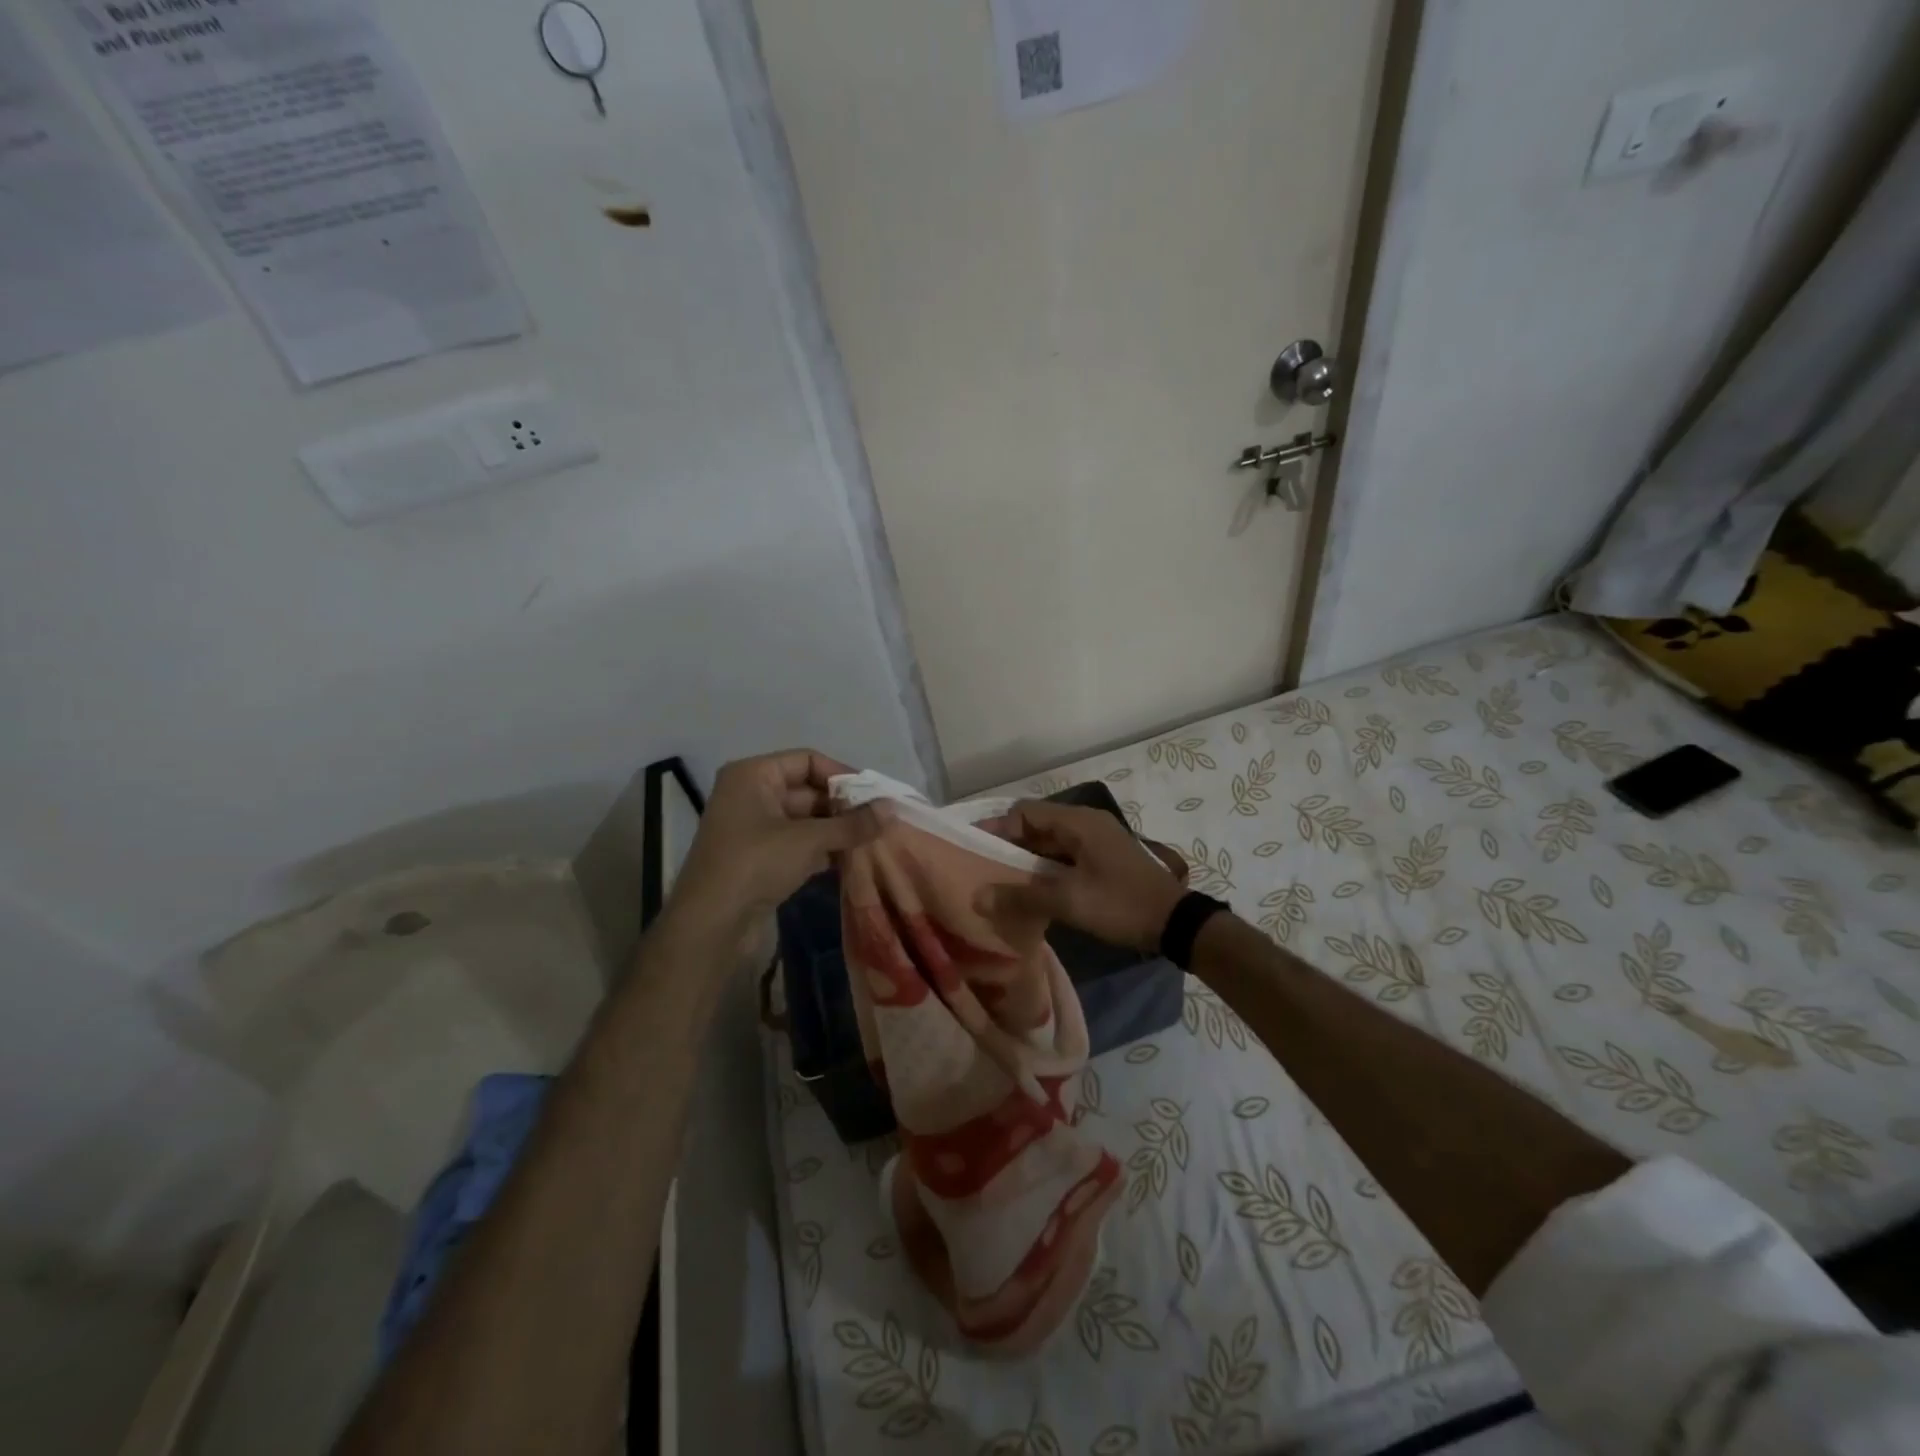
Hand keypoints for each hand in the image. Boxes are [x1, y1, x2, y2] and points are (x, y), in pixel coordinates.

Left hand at [668, 749, 888, 936]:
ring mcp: (755, 829)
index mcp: (753, 775)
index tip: (874, 795)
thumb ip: (852, 824)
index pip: (807, 760)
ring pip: (807, 820)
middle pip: (808, 790)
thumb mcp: (808, 840)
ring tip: (875, 840)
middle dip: (844, 806)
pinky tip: (854, 861)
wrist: (710, 926)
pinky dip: (825, 850)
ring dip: (838, 830)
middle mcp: (752, 795)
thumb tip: (892, 809)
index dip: (842, 774)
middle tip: (881, 821)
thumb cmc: (755, 864)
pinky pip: (800, 844)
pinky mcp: (761, 859)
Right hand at [984, 800, 1186, 953]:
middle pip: (1036, 825)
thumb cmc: (1120, 904)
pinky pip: (1064, 856)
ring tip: (1001, 883)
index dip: (998, 829)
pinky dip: (1045, 869)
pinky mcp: (1103, 860)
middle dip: (1009, 846)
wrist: (1176, 924)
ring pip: (1050, 843)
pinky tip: (1031, 892)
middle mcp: (1086, 823)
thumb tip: (977, 896)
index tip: (976, 852)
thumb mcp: (1068, 902)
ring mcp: (1097, 841)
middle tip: (983, 870)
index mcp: (1079, 822)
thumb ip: (1021, 897)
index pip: (1025, 812)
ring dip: (1027, 860)